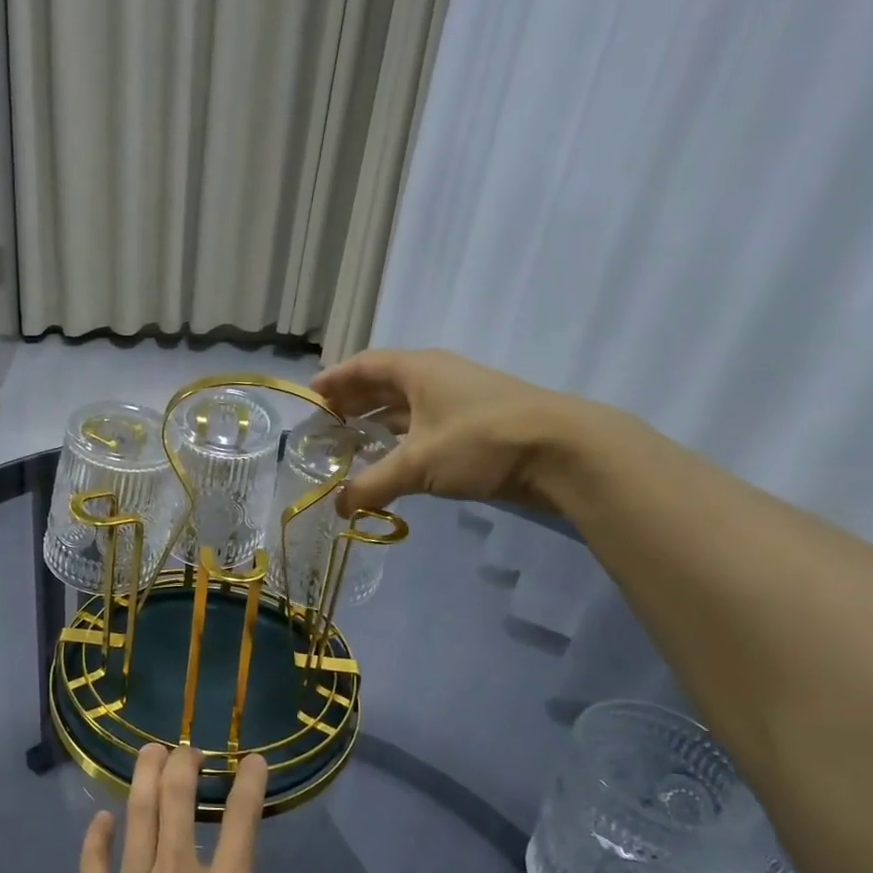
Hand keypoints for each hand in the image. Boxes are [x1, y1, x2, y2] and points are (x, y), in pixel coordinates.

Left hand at [63, 745, 331, 872]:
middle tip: (189, 748)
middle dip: (186, 764)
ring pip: (137, 815)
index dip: (251, 782)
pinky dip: (96, 834)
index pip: (244, 819)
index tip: (255, 759)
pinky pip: (91, 860)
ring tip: (150, 751)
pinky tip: (102, 819)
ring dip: (145, 777)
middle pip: (179, 800)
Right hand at [313, 347, 596, 514]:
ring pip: (406, 407)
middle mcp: (436, 377)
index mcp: (418, 370)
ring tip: (350, 444)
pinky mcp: (475, 425)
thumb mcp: (418, 464)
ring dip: (377, 423)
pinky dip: (402, 440)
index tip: (310, 396)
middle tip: (324, 425)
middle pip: (384, 384)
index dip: (335, 379)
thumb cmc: (480, 441)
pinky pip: (424, 427)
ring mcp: (459, 400)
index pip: (365, 365)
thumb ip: (373, 485)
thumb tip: (338, 508)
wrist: (561, 451)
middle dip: (352, 402)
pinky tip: (391, 461)